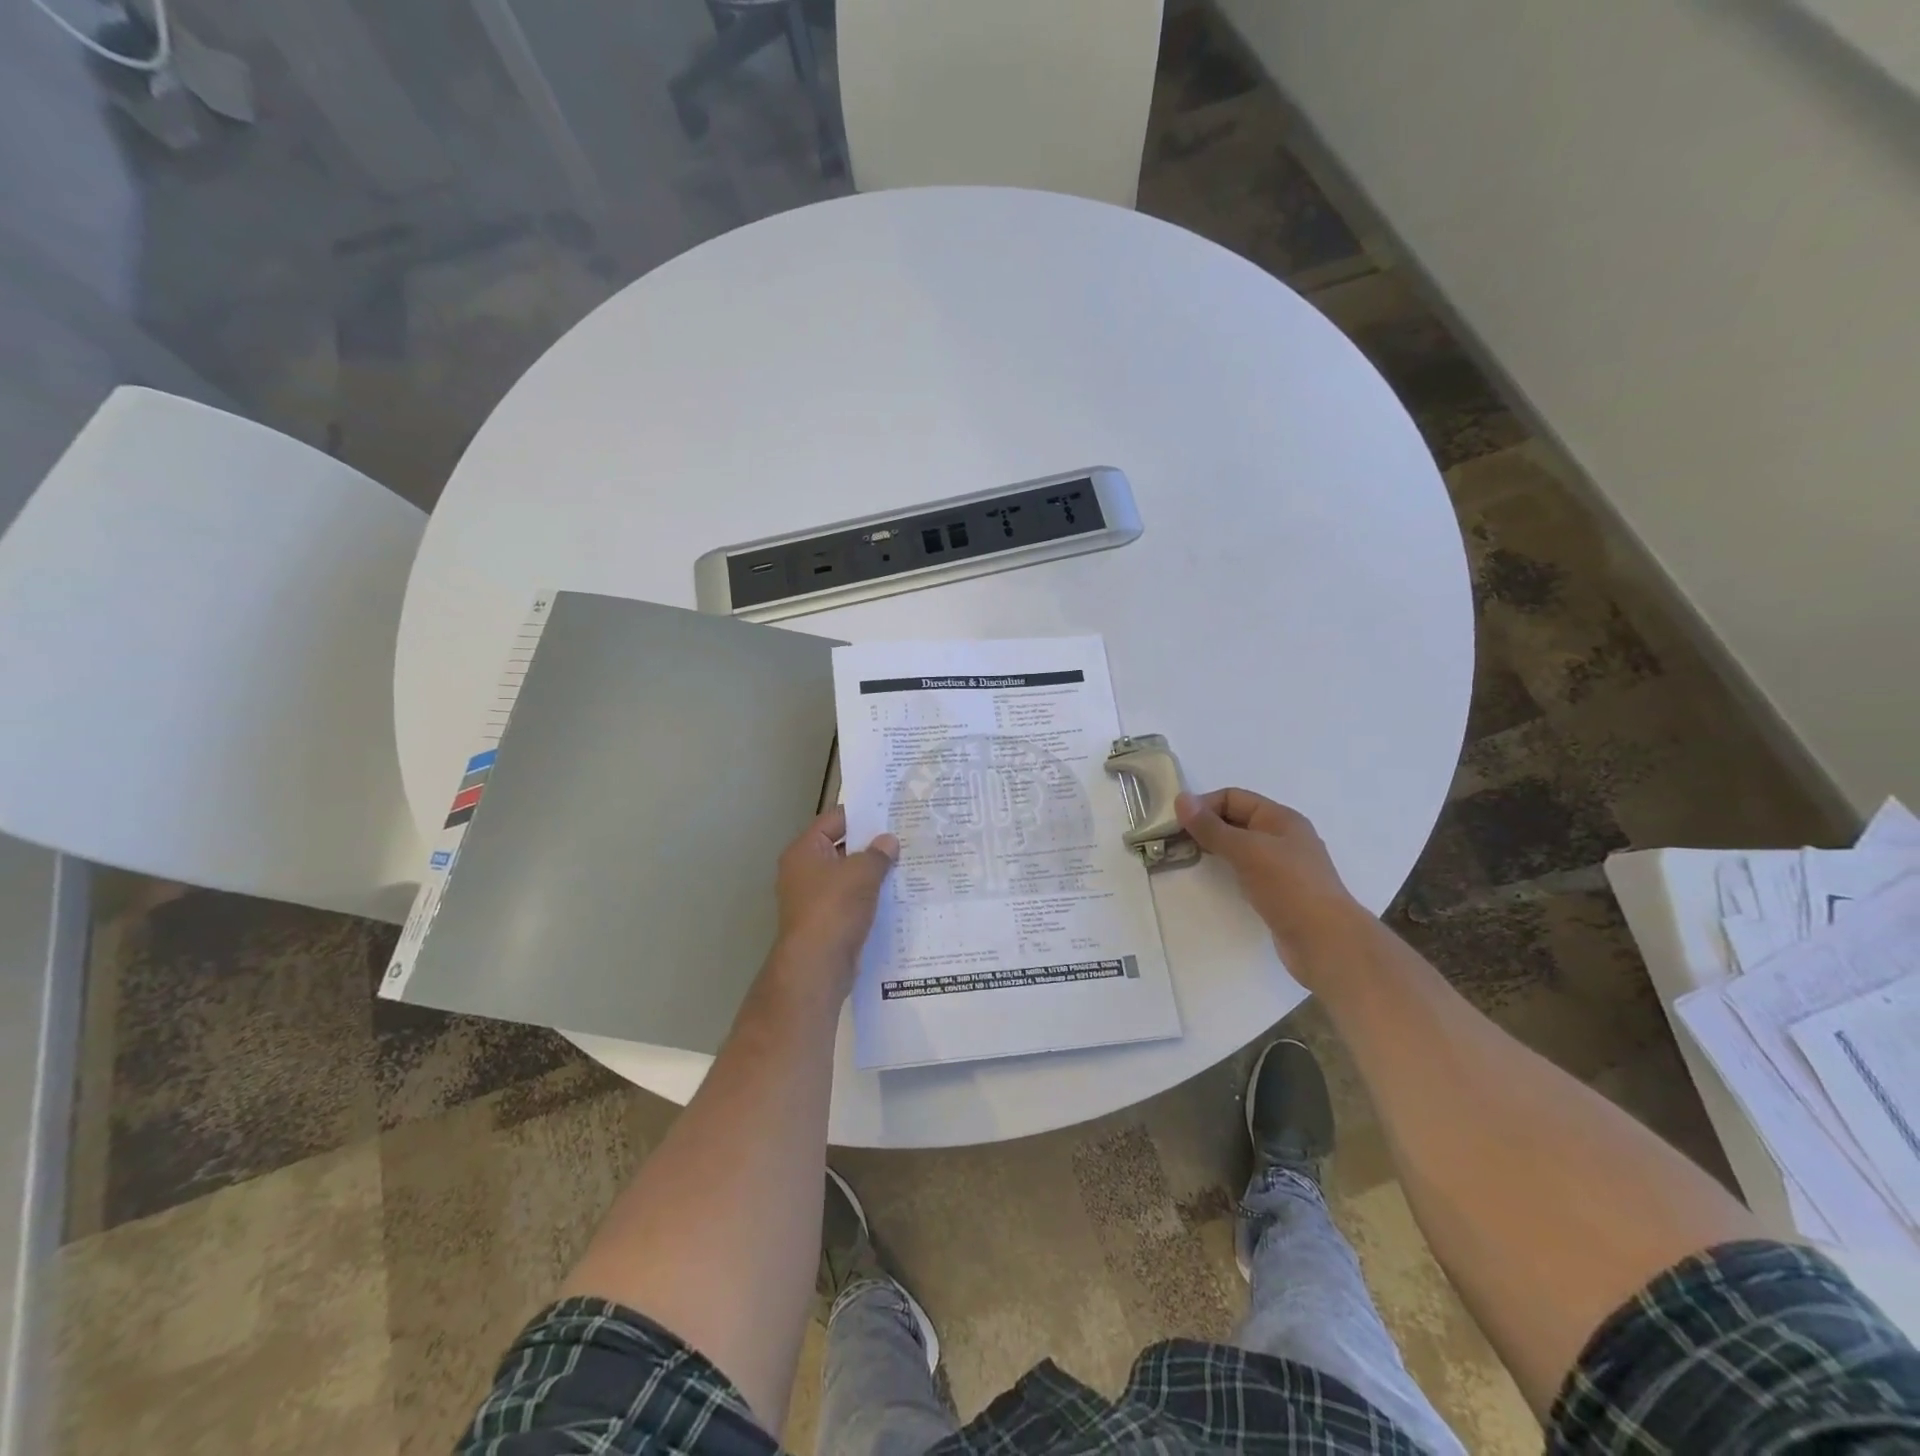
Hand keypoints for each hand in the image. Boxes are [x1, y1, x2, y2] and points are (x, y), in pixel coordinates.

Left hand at [771, 807, 898, 984]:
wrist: (817, 966)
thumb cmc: (834, 908)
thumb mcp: (861, 873)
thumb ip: (878, 853)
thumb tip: (888, 841)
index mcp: (804, 851)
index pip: (833, 820)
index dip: (862, 815)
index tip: (891, 813)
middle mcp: (804, 871)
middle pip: (841, 848)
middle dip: (871, 844)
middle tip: (905, 837)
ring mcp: (814, 898)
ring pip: (848, 876)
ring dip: (873, 872)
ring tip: (907, 864)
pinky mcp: (827, 921)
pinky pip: (851, 900)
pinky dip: (870, 897)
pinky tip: (897, 894)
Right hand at [1175, 788, 1362, 970]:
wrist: (1326, 942)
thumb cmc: (1288, 887)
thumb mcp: (1246, 850)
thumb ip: (1211, 827)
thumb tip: (1180, 798)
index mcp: (1280, 818)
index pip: (1233, 797)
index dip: (1204, 805)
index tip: (1176, 825)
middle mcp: (1283, 836)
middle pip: (1237, 820)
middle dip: (1206, 826)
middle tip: (1175, 842)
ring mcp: (1283, 865)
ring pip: (1241, 846)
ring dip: (1215, 848)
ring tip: (1188, 858)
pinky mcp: (1280, 891)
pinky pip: (1247, 869)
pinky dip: (1228, 868)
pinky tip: (1215, 879)